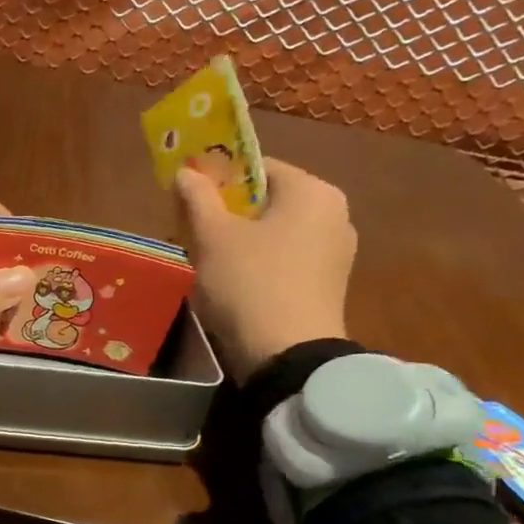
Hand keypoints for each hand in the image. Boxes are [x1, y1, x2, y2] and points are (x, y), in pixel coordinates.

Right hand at [175, 157, 355, 377]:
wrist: (287, 356)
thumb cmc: (249, 283)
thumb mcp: (212, 237)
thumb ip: (197, 198)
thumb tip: (186, 171)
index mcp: (312, 191)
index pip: (258, 167)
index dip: (218, 178)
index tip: (189, 199)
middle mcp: (334, 214)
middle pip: (268, 201)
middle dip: (228, 213)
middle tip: (192, 231)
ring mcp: (336, 252)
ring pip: (276, 232)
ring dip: (240, 240)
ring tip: (207, 260)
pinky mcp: (328, 285)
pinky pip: (287, 260)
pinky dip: (259, 263)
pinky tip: (234, 284)